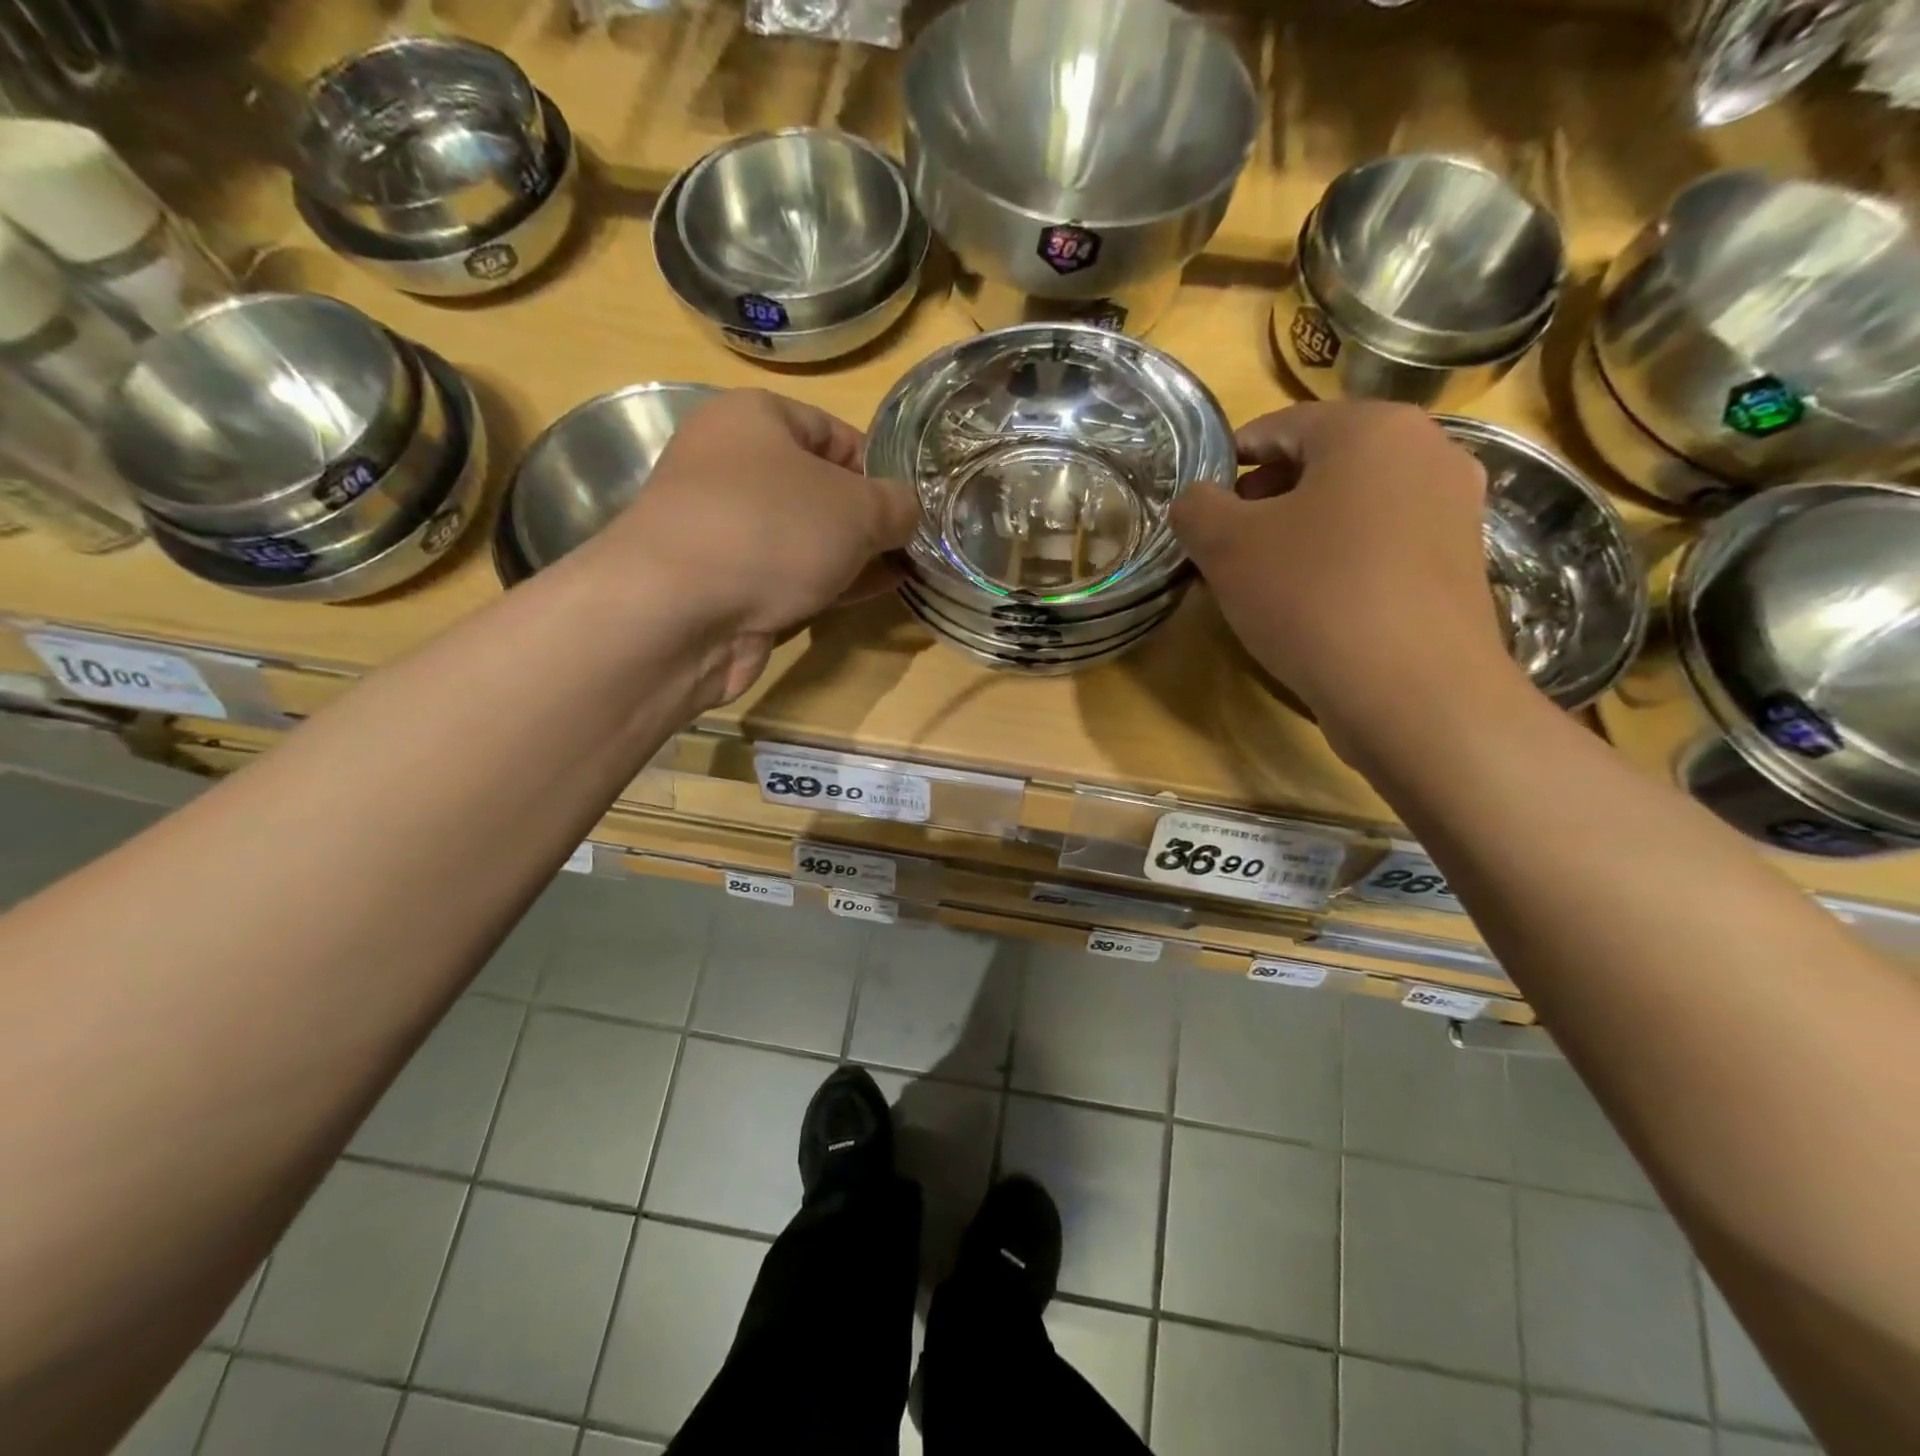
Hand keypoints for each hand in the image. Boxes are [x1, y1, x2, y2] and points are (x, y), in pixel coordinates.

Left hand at [596, 388, 918, 700]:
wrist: (679, 612)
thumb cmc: (772, 530)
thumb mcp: (857, 507)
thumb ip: (897, 505)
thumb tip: (909, 512)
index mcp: (754, 420)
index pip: (833, 431)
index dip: (879, 466)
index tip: (913, 503)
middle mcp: (732, 467)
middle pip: (819, 488)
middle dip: (868, 519)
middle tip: (914, 544)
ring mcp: (726, 530)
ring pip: (805, 537)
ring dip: (852, 556)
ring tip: (904, 572)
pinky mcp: (726, 583)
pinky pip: (789, 575)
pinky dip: (827, 583)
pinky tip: (869, 595)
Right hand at [1169, 401, 1520, 755]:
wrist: (1413, 691)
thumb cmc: (1312, 596)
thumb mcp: (1226, 547)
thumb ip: (1196, 508)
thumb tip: (1197, 501)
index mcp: (1372, 427)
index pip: (1279, 426)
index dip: (1228, 463)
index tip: (1200, 506)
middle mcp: (1428, 451)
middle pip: (1321, 463)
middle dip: (1265, 501)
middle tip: (1227, 546)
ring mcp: (1454, 509)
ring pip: (1353, 505)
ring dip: (1302, 531)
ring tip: (1266, 579)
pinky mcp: (1461, 563)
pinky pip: (1383, 544)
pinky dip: (1341, 559)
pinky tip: (1314, 603)